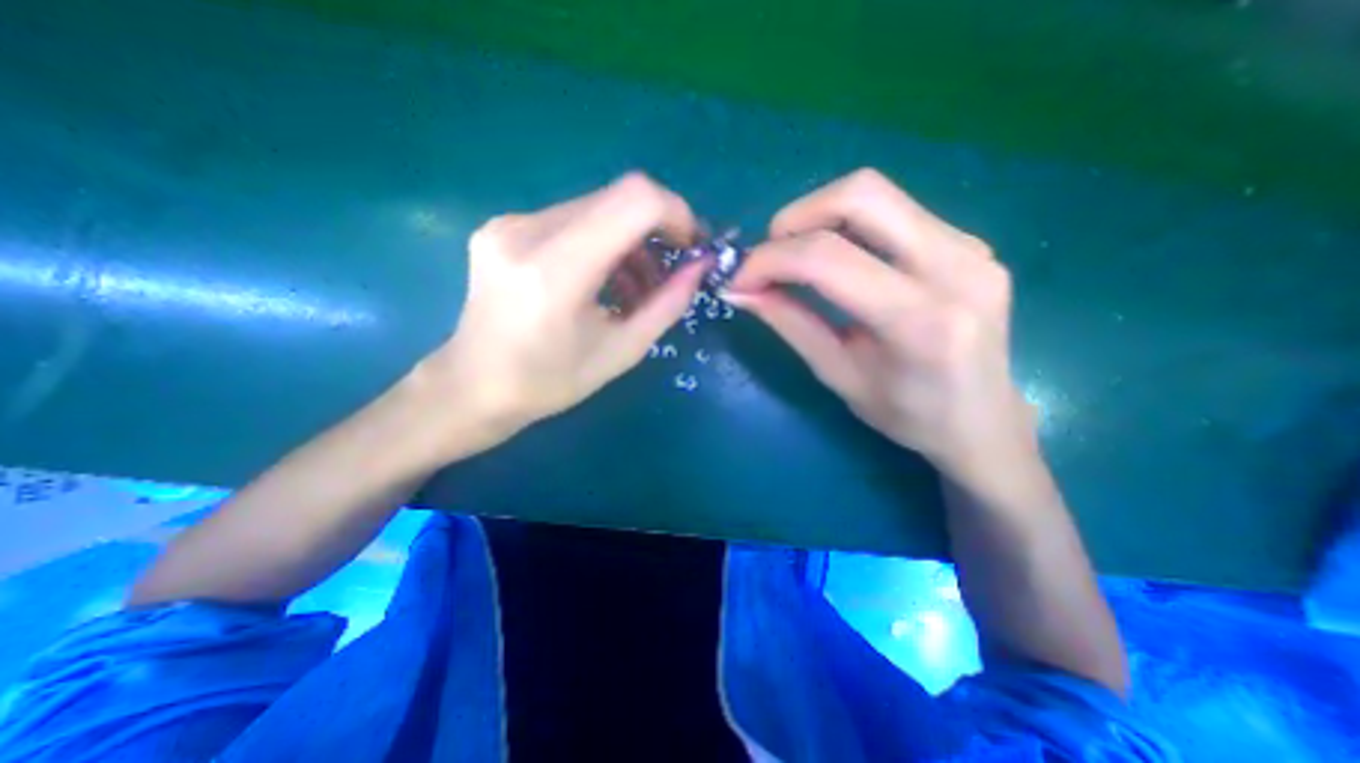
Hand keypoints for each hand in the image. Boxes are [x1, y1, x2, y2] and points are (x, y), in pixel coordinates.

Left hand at [405, 174, 706, 459]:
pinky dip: (601, 242)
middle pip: (617, 198)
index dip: (675, 212)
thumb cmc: (550, 382)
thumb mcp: (622, 351)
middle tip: (668, 271)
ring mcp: (509, 224)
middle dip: (656, 230)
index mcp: (555, 271)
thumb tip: (701, 266)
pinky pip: (572, 218)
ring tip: (636, 287)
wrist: (473, 387)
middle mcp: (526, 232)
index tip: (690, 245)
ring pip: (596, 207)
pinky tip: (604, 279)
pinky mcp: (503, 226)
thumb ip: (667, 304)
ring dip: (629, 240)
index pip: (633, 201)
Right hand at [727, 170, 1036, 485]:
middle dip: (795, 218)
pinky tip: (834, 258)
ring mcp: (970, 246)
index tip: (739, 278)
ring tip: (794, 257)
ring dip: (818, 217)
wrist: (984, 421)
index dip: (770, 260)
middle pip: (861, 195)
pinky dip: (846, 225)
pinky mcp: (968, 241)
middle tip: (768, 256)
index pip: (829, 259)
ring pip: (876, 193)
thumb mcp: (838, 375)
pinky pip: (893, 210)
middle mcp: (956, 267)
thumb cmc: (908, 416)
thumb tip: (741, 290)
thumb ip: (790, 324)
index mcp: (922, 321)